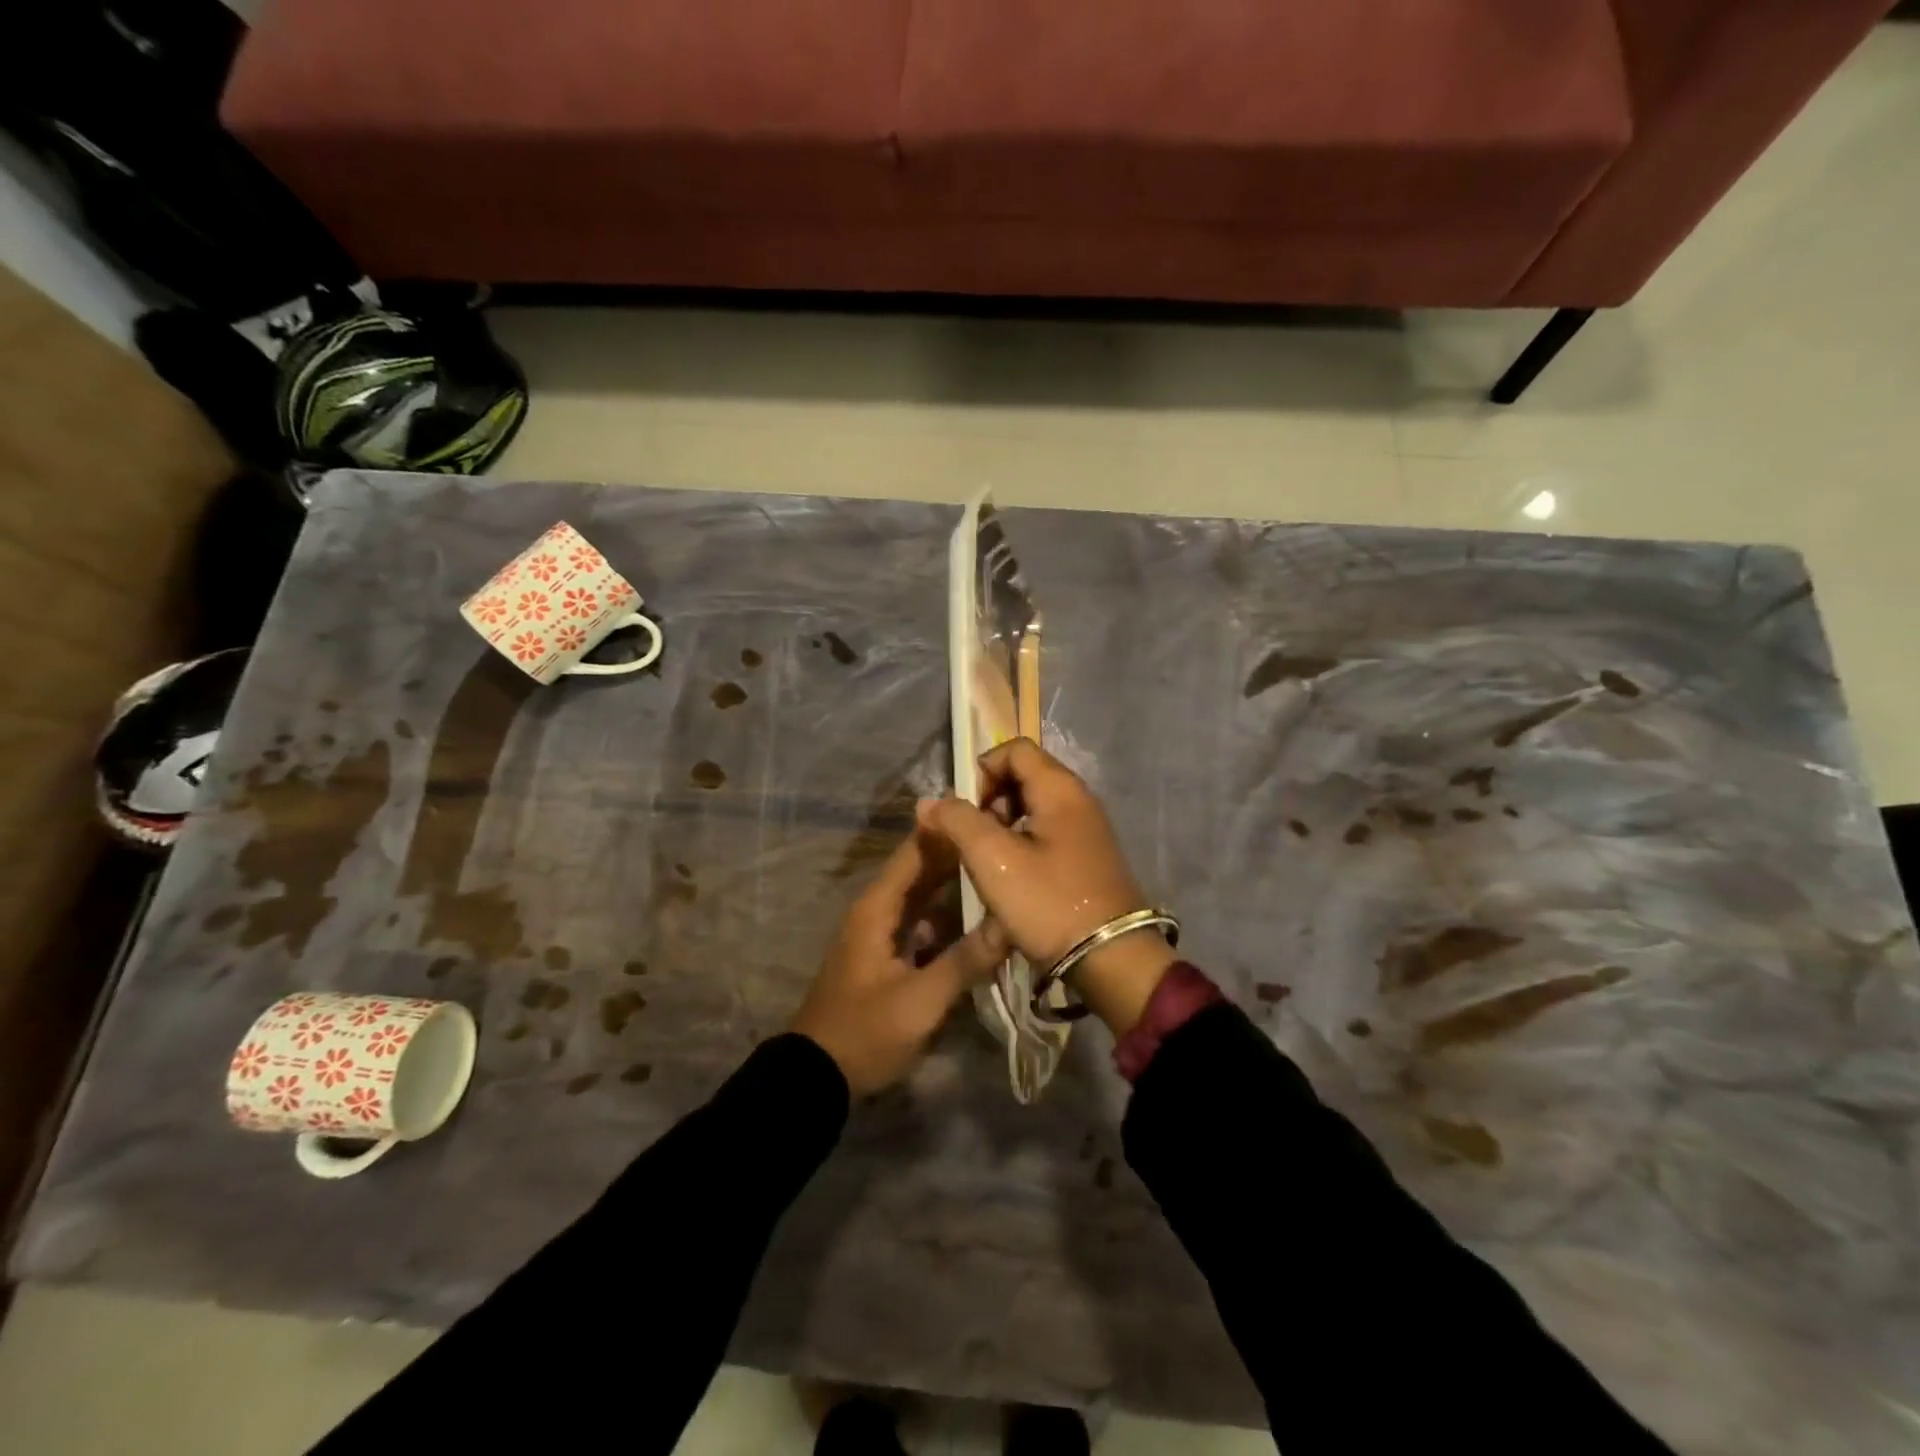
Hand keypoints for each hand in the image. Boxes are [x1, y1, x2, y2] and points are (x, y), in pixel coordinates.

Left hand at [791, 828, 1007, 1097]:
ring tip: (1003, 870)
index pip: (917, 851)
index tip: (990, 811)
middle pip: (923, 870)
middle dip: (961, 855)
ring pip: (926, 897)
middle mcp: (879, 910)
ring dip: (958, 885)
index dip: (949, 829)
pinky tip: (983, 919)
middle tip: (1008, 839)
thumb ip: (966, 961)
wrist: (818, 1077)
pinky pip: (924, 923)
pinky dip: (950, 917)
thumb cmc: (865, 1032)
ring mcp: (883, 933)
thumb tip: (1011, 923)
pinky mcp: (890, 955)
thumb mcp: (920, 1001)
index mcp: (878, 907)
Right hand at [915, 738, 1174, 1035]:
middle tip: (974, 840)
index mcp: (1060, 788)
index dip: (982, 771)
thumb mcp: (993, 860)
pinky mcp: (1088, 858)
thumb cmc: (1049, 902)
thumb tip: (929, 802)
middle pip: (1023, 776)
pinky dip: (1022, 845)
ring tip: (987, 863)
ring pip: (1033, 808)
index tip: (966, 811)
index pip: (1014, 749)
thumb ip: (958, 822)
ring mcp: (1087, 830)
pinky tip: (1011, 879)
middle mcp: (1079, 800)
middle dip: (989, 801)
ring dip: (1002, 827)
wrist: (1112, 960)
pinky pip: (1047, 834)